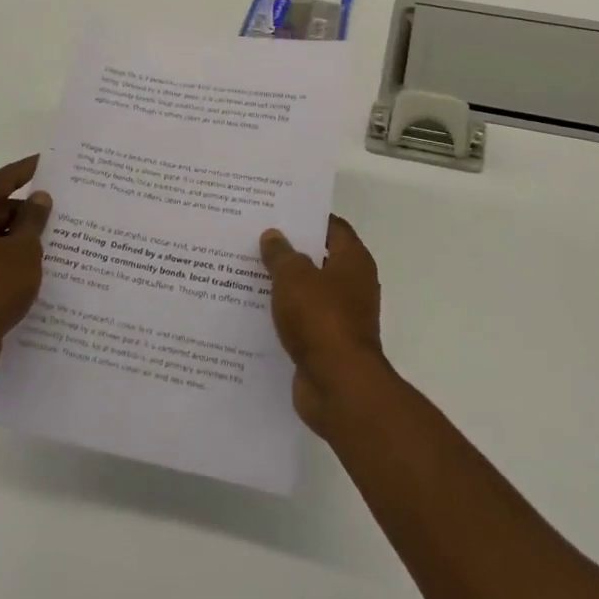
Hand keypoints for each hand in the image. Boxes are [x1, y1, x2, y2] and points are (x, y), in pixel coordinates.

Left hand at [0, 155, 51, 378]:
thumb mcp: (23, 251)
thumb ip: (33, 220)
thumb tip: (39, 197)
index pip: (0, 180)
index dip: (27, 171)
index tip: (49, 164)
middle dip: (26, 210)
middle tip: (59, 212)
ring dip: (18, 237)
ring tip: (53, 242)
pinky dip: (6, 258)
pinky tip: (32, 268)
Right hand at [260, 216, 386, 432]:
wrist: (339, 385)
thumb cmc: (321, 319)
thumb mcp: (293, 277)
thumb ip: (281, 254)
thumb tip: (274, 235)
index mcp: (353, 261)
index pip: (332, 227)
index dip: (306, 217)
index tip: (276, 212)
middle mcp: (352, 286)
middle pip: (318, 259)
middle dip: (289, 251)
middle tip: (254, 239)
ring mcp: (341, 317)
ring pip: (307, 292)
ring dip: (283, 285)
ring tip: (245, 272)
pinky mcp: (326, 345)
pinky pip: (301, 321)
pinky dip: (282, 316)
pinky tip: (253, 310)